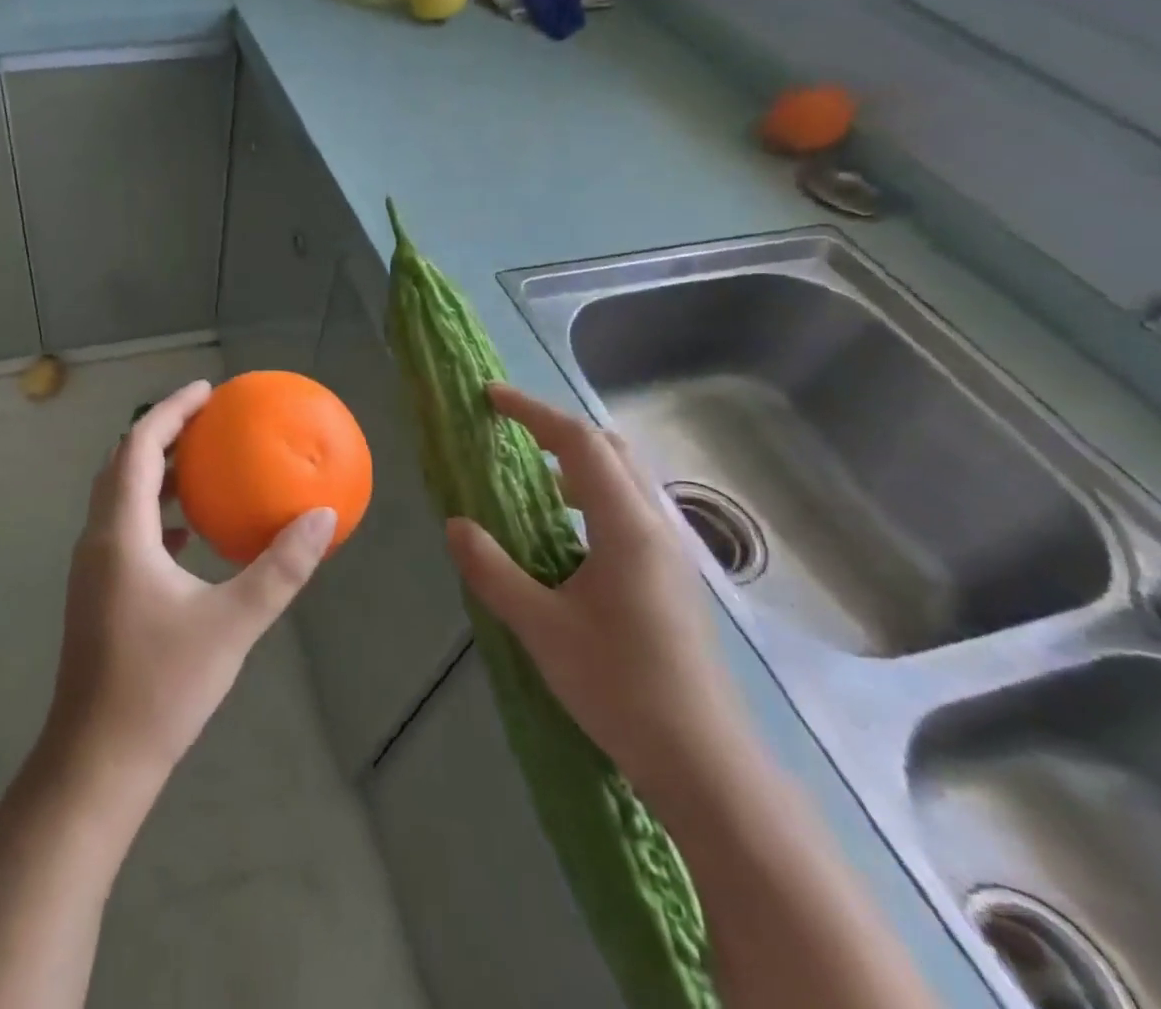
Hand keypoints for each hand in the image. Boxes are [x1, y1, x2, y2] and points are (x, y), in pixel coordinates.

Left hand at [43, 380, 336, 793]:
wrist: (97, 761)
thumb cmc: (161, 687)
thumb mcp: (231, 624)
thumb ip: (279, 570)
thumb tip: (322, 518)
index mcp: (120, 533)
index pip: (139, 447)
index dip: (170, 411)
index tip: (207, 391)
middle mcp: (98, 539)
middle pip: (124, 464)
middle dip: (163, 432)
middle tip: (208, 419)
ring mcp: (93, 568)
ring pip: (121, 497)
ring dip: (157, 472)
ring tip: (203, 465)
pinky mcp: (98, 592)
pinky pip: (126, 529)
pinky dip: (156, 513)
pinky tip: (188, 534)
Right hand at [444, 384, 752, 809]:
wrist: (704, 762)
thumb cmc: (620, 686)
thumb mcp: (540, 627)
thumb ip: (492, 570)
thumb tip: (456, 524)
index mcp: (625, 526)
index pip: (579, 442)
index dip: (532, 412)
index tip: (490, 397)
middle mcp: (655, 526)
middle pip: (610, 449)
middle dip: (558, 428)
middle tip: (509, 431)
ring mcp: (671, 552)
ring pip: (625, 478)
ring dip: (577, 461)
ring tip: (530, 477)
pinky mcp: (672, 577)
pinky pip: (629, 509)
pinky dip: (591, 493)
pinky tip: (564, 532)